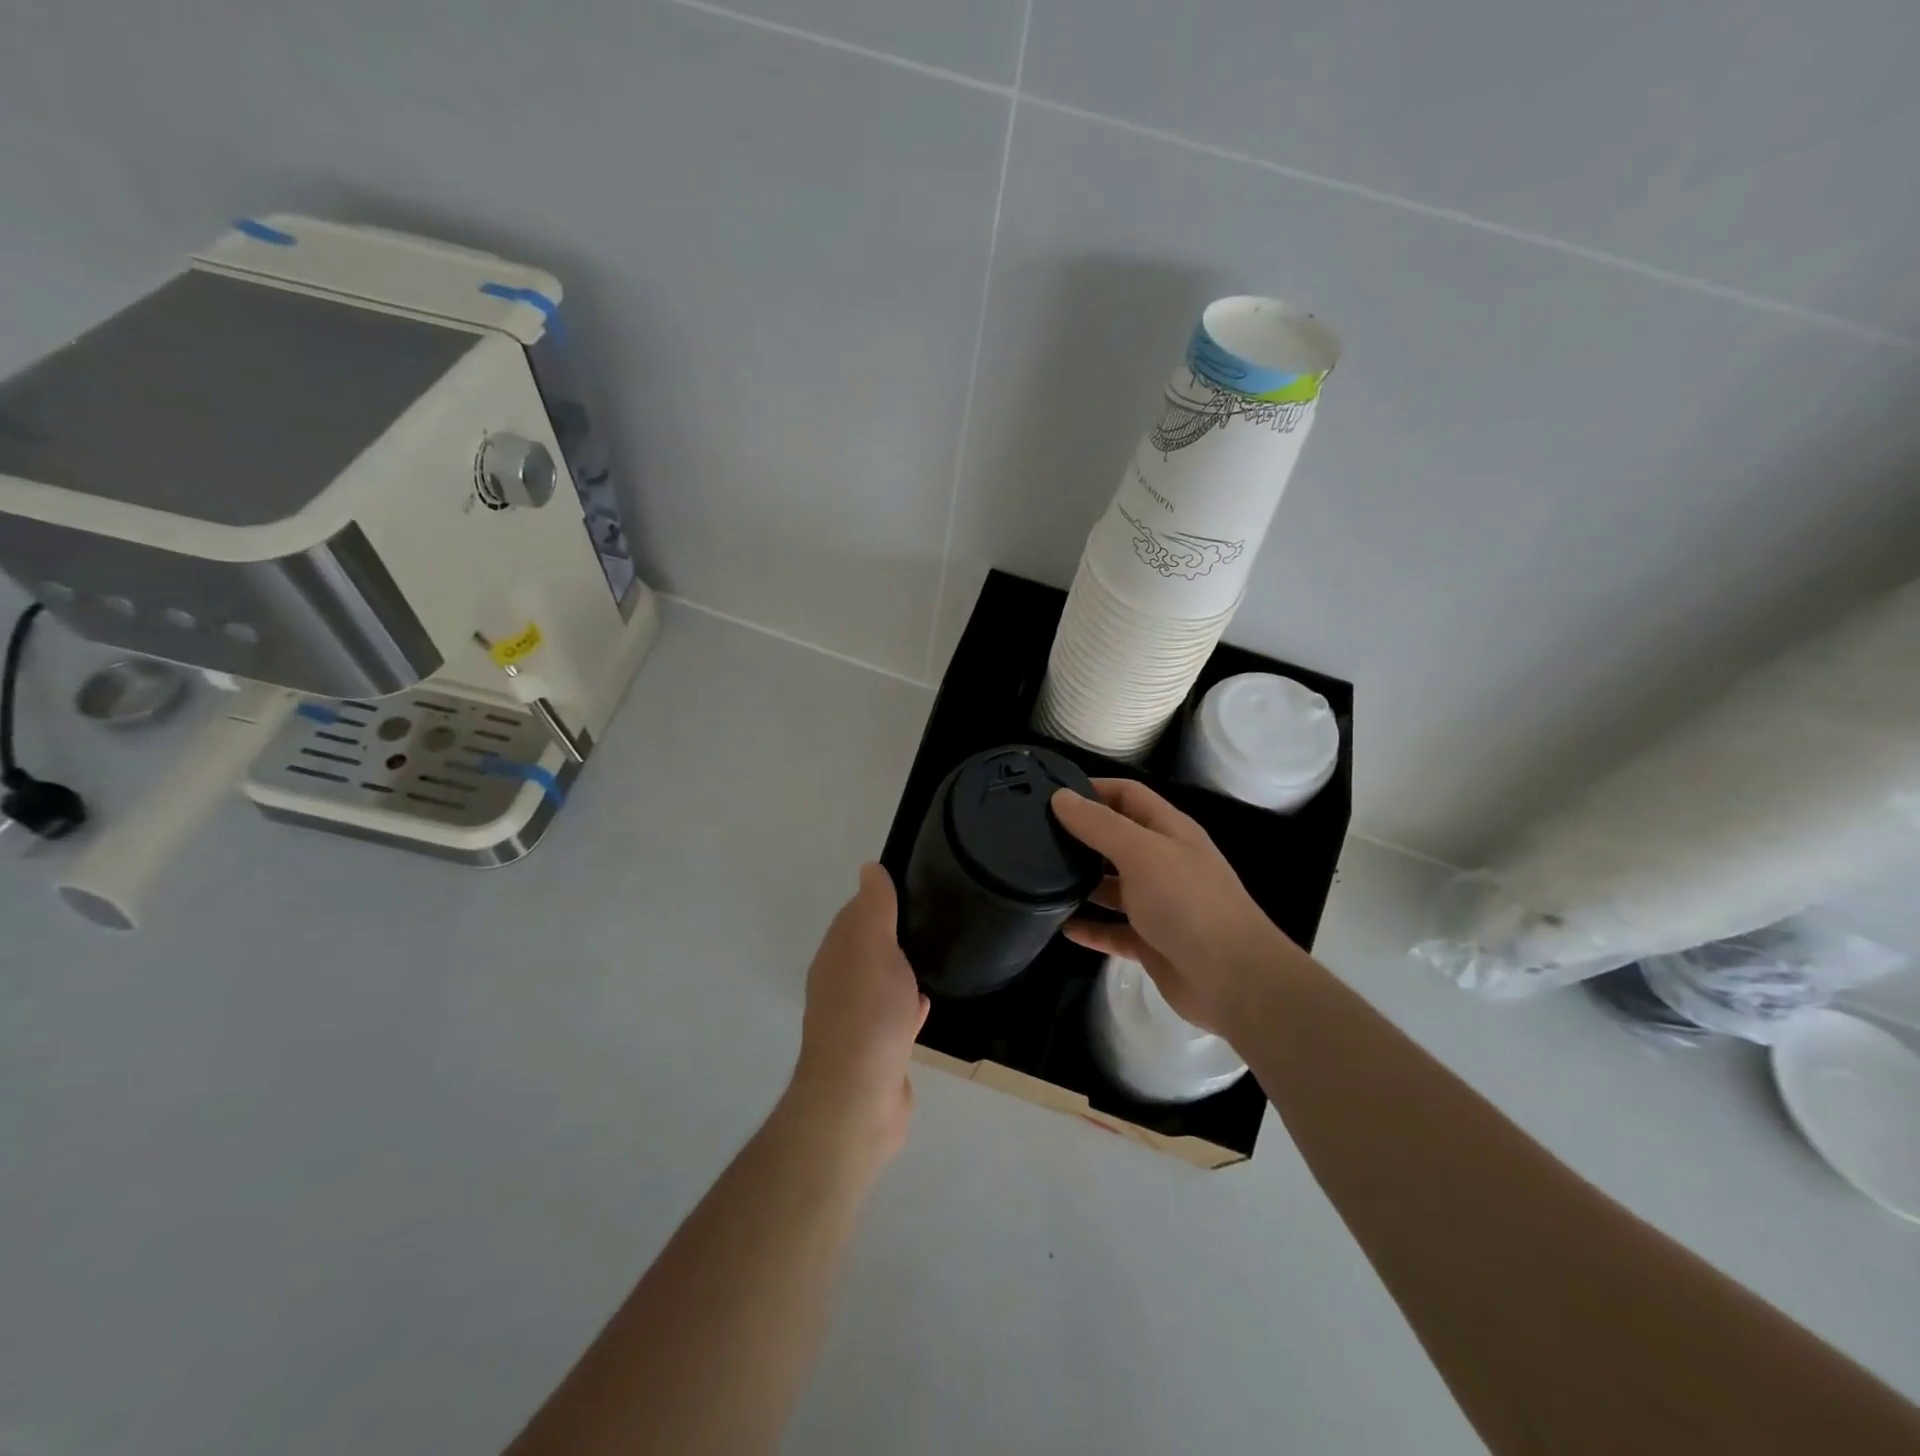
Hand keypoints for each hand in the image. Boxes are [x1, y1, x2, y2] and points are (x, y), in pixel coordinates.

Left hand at [788, 863, 929, 1161]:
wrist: (858, 1097)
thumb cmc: (869, 1012)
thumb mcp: (874, 946)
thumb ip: (874, 907)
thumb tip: (868, 867)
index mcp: (836, 955)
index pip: (855, 914)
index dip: (879, 899)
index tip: (911, 887)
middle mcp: (839, 984)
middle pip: (867, 949)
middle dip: (891, 934)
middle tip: (929, 918)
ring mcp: (856, 1020)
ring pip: (880, 983)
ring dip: (899, 970)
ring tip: (931, 955)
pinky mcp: (875, 1051)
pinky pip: (894, 1017)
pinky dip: (907, 1005)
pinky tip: (925, 1003)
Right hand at [1051, 779, 1292, 1036]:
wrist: (1233, 979)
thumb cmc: (1187, 902)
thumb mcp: (1141, 852)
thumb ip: (1099, 825)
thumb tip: (1060, 797)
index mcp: (1169, 831)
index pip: (1128, 796)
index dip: (1093, 789)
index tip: (1051, 794)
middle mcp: (1164, 863)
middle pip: (1117, 840)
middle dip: (1081, 836)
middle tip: (1035, 836)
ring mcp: (1158, 905)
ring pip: (1113, 886)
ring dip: (1081, 883)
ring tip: (1038, 879)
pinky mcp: (1151, 942)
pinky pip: (1113, 930)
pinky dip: (1090, 928)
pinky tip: (1061, 926)